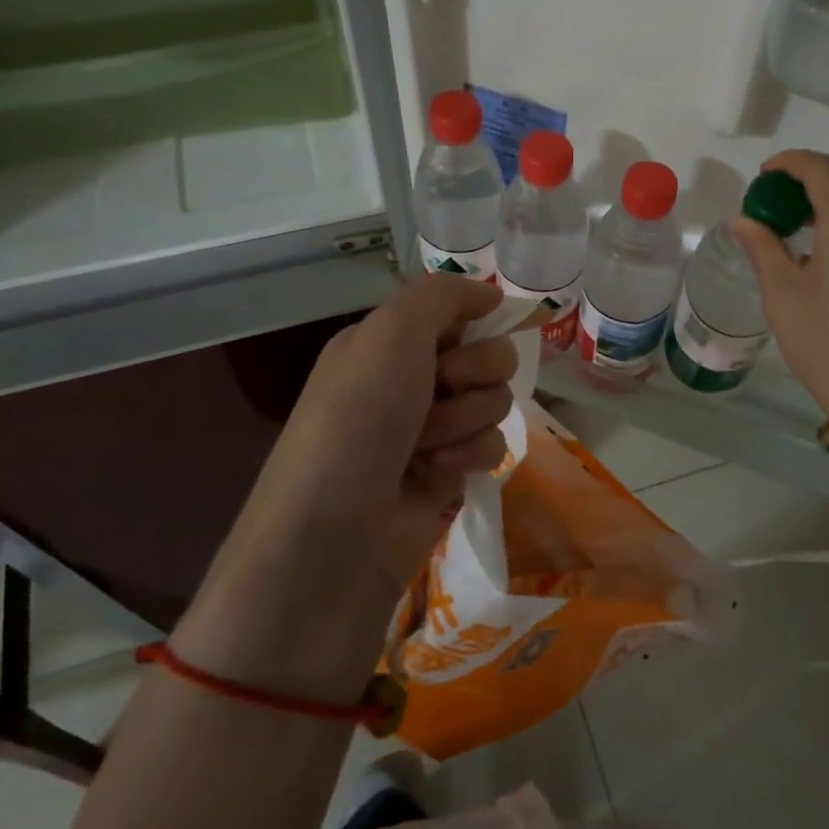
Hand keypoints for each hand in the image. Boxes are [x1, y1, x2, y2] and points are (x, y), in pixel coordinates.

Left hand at [250, 273, 515, 596]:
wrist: (334, 535)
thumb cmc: (357, 419)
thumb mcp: (390, 333)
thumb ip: (442, 295)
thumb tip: (489, 293)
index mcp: (387, 342)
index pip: (457, 313)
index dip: (470, 325)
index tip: (459, 341)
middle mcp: (410, 380)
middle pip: (488, 355)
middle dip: (472, 375)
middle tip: (437, 393)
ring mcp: (431, 429)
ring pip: (495, 401)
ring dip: (466, 420)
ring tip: (425, 446)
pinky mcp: (448, 474)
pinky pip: (492, 445)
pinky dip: (469, 457)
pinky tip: (436, 476)